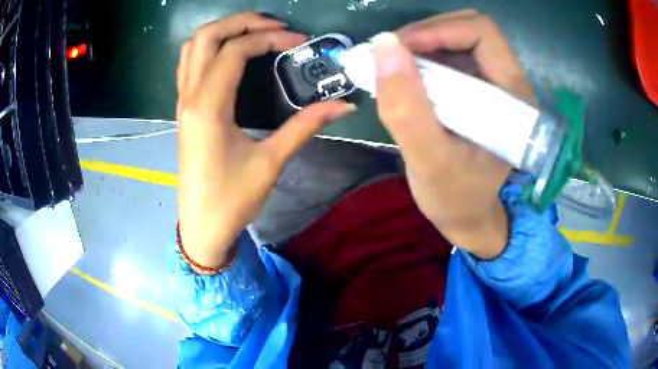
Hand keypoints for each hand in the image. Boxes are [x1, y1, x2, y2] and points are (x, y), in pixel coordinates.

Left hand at [177, 12, 353, 268]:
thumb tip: (343, 104)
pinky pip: (189, 64)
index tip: (298, 42)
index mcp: (208, 107)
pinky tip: (232, 54)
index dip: (269, 37)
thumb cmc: (231, 200)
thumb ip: (305, 126)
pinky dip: (210, 48)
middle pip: (205, 36)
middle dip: (241, 21)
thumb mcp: (270, 162)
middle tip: (274, 25)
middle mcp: (189, 96)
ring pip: (192, 47)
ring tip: (255, 32)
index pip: (235, 50)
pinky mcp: (184, 110)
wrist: (202, 228)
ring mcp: (182, 102)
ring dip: (222, 31)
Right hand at [373, 10, 534, 258]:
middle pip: (467, 28)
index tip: (399, 50)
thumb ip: (407, 107)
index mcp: (513, 97)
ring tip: (390, 69)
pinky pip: (445, 55)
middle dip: (424, 34)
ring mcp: (490, 82)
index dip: (439, 30)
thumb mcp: (429, 161)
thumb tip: (383, 45)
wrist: (465, 214)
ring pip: (453, 38)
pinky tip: (402, 78)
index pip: (482, 33)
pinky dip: (418, 57)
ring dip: (417, 45)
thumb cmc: (455, 197)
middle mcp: (507, 81)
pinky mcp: (474, 87)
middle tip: (390, 57)